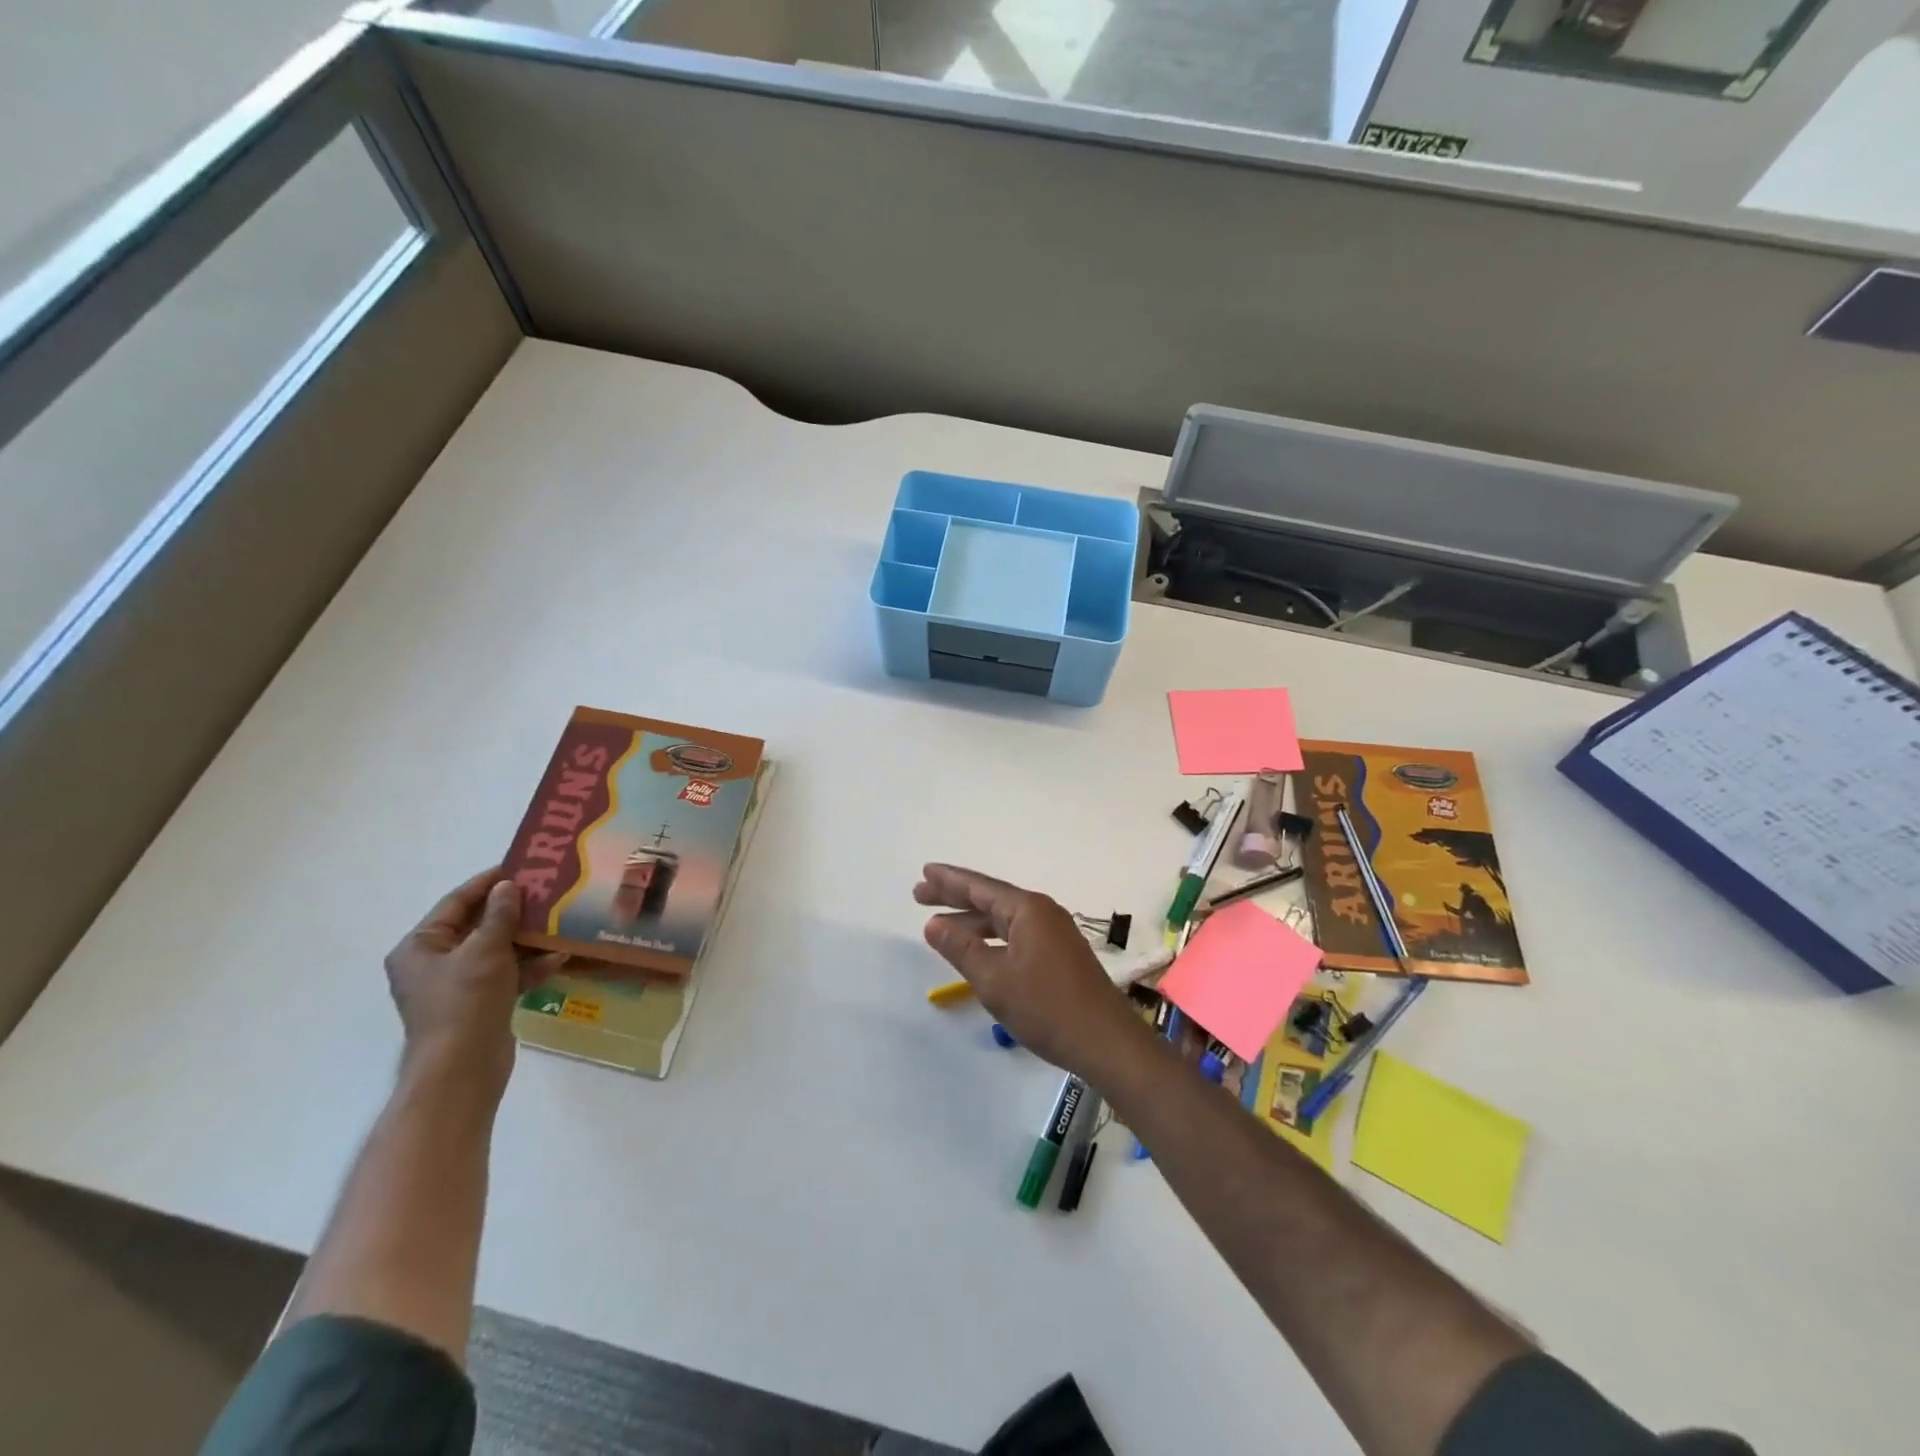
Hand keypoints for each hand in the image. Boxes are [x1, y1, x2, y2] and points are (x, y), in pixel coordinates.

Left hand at [384, 869, 564, 1093]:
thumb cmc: (465, 1001)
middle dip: (513, 911)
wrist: (463, 1068)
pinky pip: (506, 975)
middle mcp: (434, 964)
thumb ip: (500, 915)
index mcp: (420, 947)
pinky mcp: (480, 1004)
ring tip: (559, 920)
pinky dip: (529, 966)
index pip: (456, 903)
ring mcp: (457, 986)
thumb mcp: (485, 950)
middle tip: (547, 891)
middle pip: (478, 926)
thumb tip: (508, 886)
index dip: (487, 883)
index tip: (520, 867)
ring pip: (496, 950)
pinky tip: (559, 957)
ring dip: (526, 938)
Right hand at [915, 863, 1145, 1078]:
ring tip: (939, 925)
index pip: (980, 887)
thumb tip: (933, 924)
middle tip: (920, 895)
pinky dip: (991, 938)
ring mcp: (1054, 934)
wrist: (1106, 1042)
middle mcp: (1043, 913)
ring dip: (972, 921)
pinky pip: (1016, 935)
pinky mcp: (1060, 955)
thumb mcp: (994, 980)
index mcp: (1028, 910)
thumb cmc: (1047, 1008)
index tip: (924, 872)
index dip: (949, 880)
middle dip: (955, 897)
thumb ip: (961, 949)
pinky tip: (977, 950)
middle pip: (991, 898)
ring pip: (1004, 919)